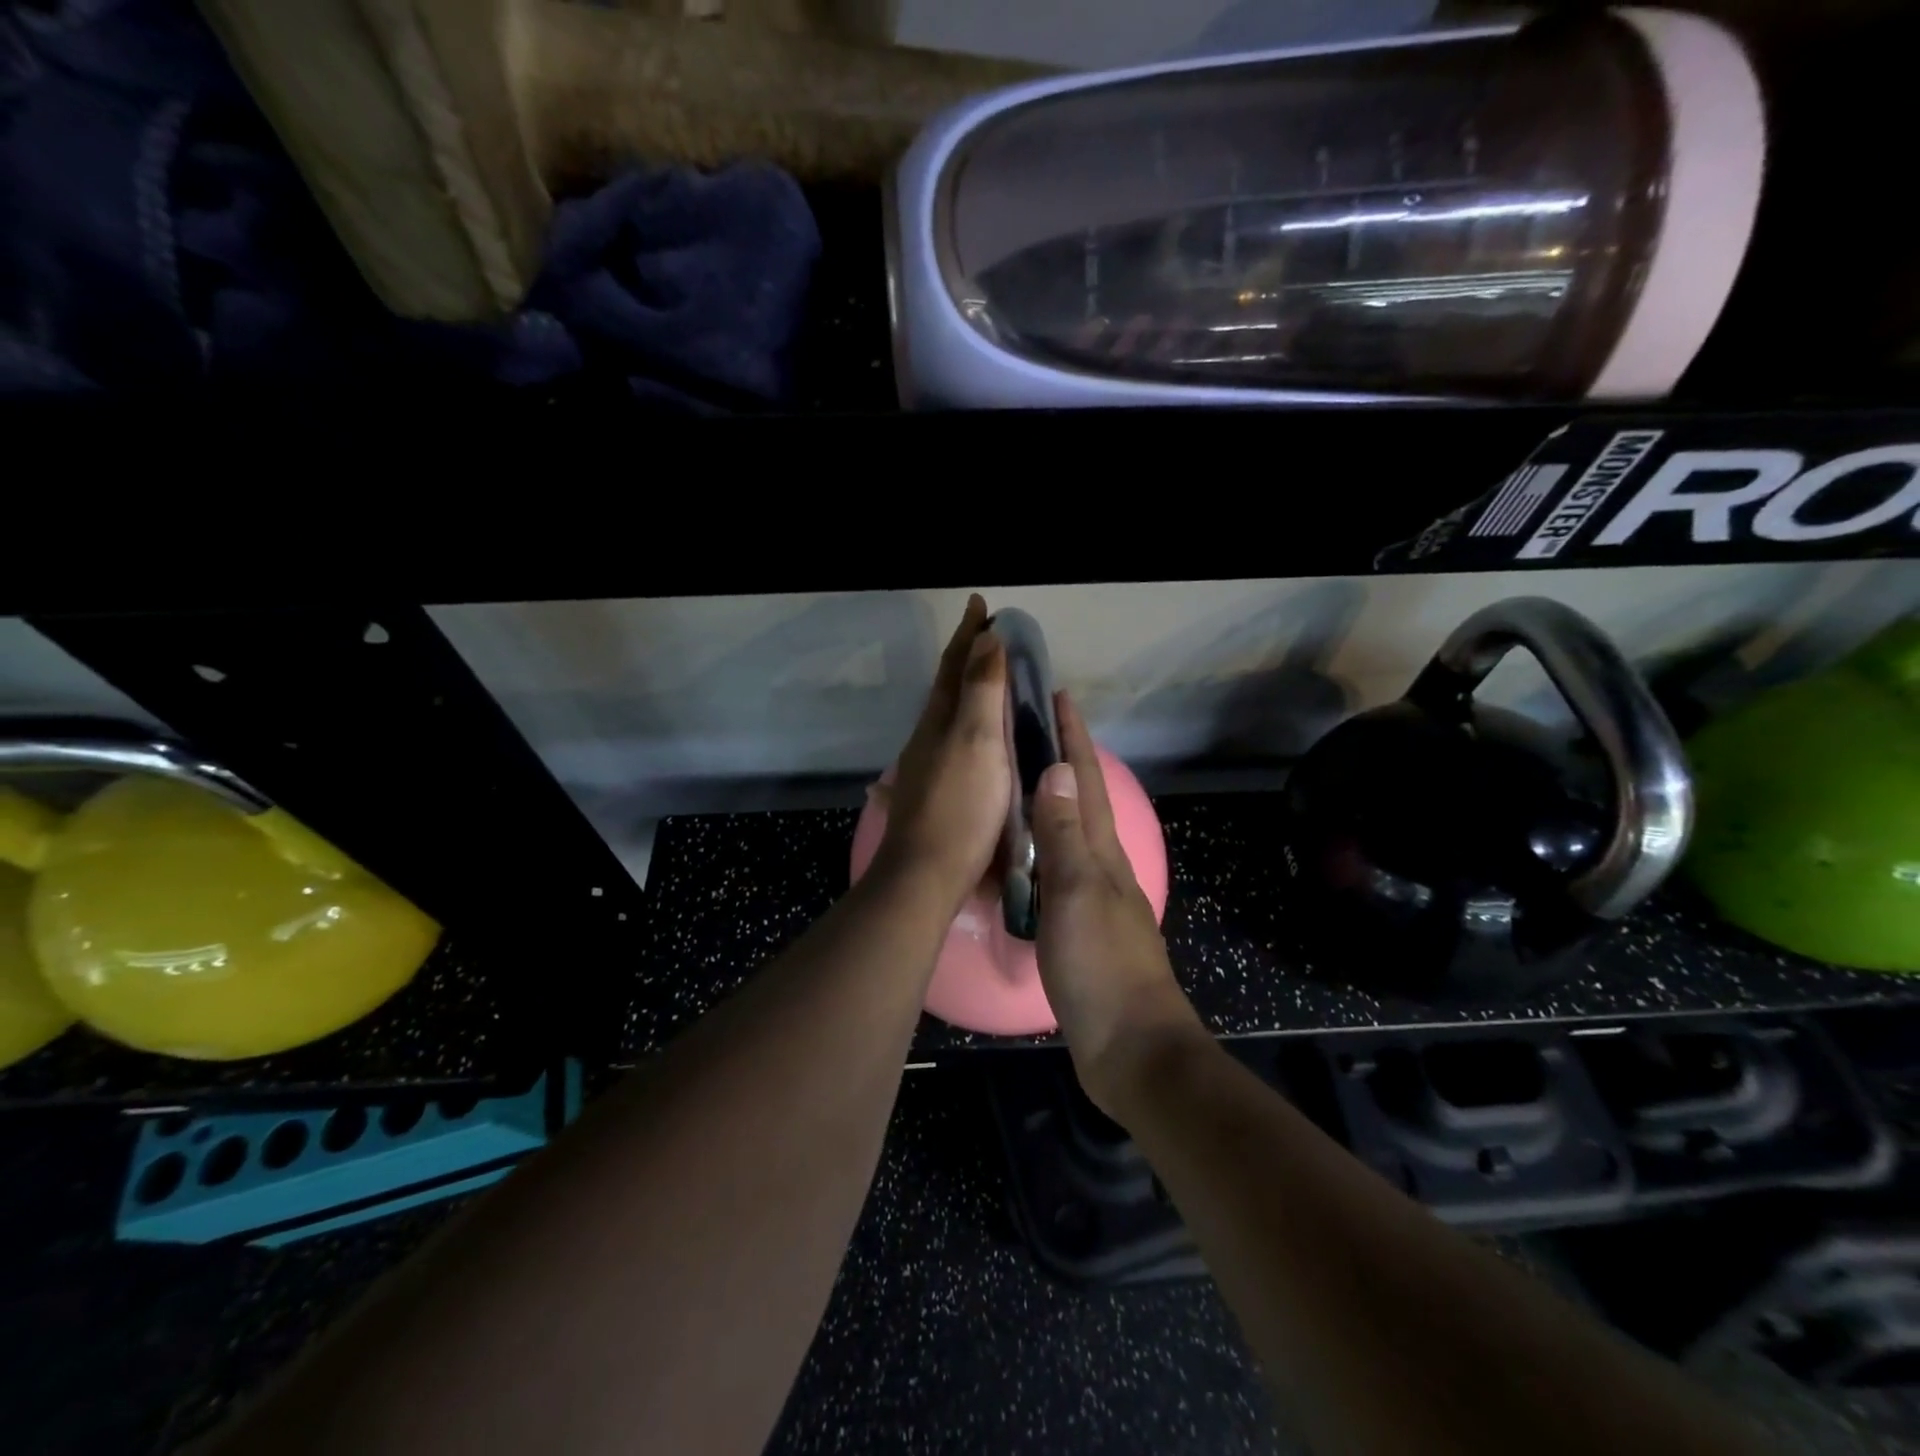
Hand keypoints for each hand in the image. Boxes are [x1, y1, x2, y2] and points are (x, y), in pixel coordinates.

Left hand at [870, 595, 1011, 912]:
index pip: (954, 665)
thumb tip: (986, 638)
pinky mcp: (936, 794)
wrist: (928, 874)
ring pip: (948, 716)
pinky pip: (955, 744)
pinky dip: (968, 726)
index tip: (979, 604)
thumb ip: (981, 691)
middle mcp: (928, 738)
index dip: (968, 634)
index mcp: (939, 720)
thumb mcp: (977, 741)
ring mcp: (928, 767)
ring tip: (988, 681)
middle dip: (967, 658)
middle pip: (947, 687)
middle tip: (990, 638)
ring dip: (967, 692)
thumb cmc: (960, 805)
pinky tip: (975, 740)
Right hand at [1031, 693, 1204, 1114]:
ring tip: (1020, 778)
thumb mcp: (1077, 893)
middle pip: (1083, 800)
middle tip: (1030, 727)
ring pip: (1070, 833)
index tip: (1057, 695)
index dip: (1073, 738)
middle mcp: (1101, 866)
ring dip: (1052, 799)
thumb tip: (1057, 769)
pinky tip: (1023, 852)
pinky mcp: (1080, 928)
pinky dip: (1042, 847)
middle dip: (1062, 758)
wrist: (1131, 1049)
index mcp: (1102, 852)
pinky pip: (1058, 870)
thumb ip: (1065, 834)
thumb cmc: (1102, 967)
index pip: (1087, 781)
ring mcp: (1093, 898)